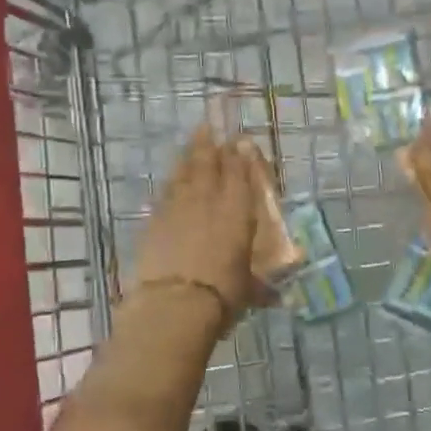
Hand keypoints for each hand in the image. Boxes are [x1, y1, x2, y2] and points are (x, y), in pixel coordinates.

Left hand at [129, 126, 263, 325]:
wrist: (175, 303)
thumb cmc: (222, 294)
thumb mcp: (249, 290)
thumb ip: (261, 287)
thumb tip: (276, 298)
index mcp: (238, 211)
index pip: (240, 174)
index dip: (241, 155)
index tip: (241, 141)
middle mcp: (209, 200)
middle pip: (209, 163)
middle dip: (211, 144)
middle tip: (210, 127)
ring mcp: (178, 207)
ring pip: (184, 172)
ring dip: (189, 156)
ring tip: (193, 143)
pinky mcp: (154, 220)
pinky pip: (165, 192)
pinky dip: (171, 183)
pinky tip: (172, 181)